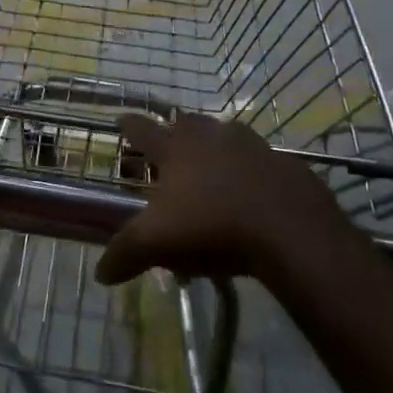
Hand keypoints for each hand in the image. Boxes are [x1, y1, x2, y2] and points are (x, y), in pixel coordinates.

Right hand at [96, 113, 351, 285]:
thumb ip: (125, 254)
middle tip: (171, 150)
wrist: (291, 232)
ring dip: (217, 147)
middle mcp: (212, 138)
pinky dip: (254, 171)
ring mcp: (253, 147)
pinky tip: (255, 193)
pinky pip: (263, 161)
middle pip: (188, 123)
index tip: (121, 119)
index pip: (143, 129)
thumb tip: (100, 274)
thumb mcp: (157, 244)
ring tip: (214, 170)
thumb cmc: (213, 228)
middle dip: (177, 131)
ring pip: (227, 135)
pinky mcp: (286, 165)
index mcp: (176, 150)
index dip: (129, 125)